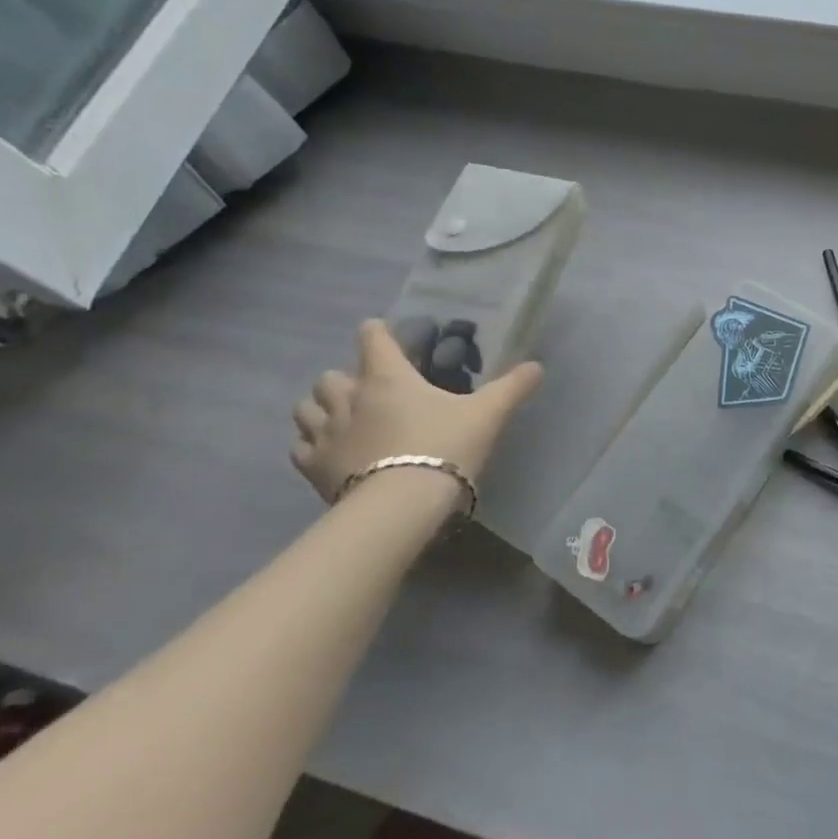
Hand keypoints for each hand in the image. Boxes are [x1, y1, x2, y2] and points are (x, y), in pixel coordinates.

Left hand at [291, 320, 542, 505]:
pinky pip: (300, 447)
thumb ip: (512, 387)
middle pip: (331, 375)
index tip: (384, 335)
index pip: (372, 337)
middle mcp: (350, 397)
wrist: (402, 506)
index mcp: (388, 377)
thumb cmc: (444, 447)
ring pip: (306, 408)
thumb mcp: (487, 414)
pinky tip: (329, 453)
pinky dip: (311, 444)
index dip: (378, 332)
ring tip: (342, 419)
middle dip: (346, 378)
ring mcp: (326, 433)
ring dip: (321, 408)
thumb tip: (538, 366)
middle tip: (369, 391)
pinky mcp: (312, 467)